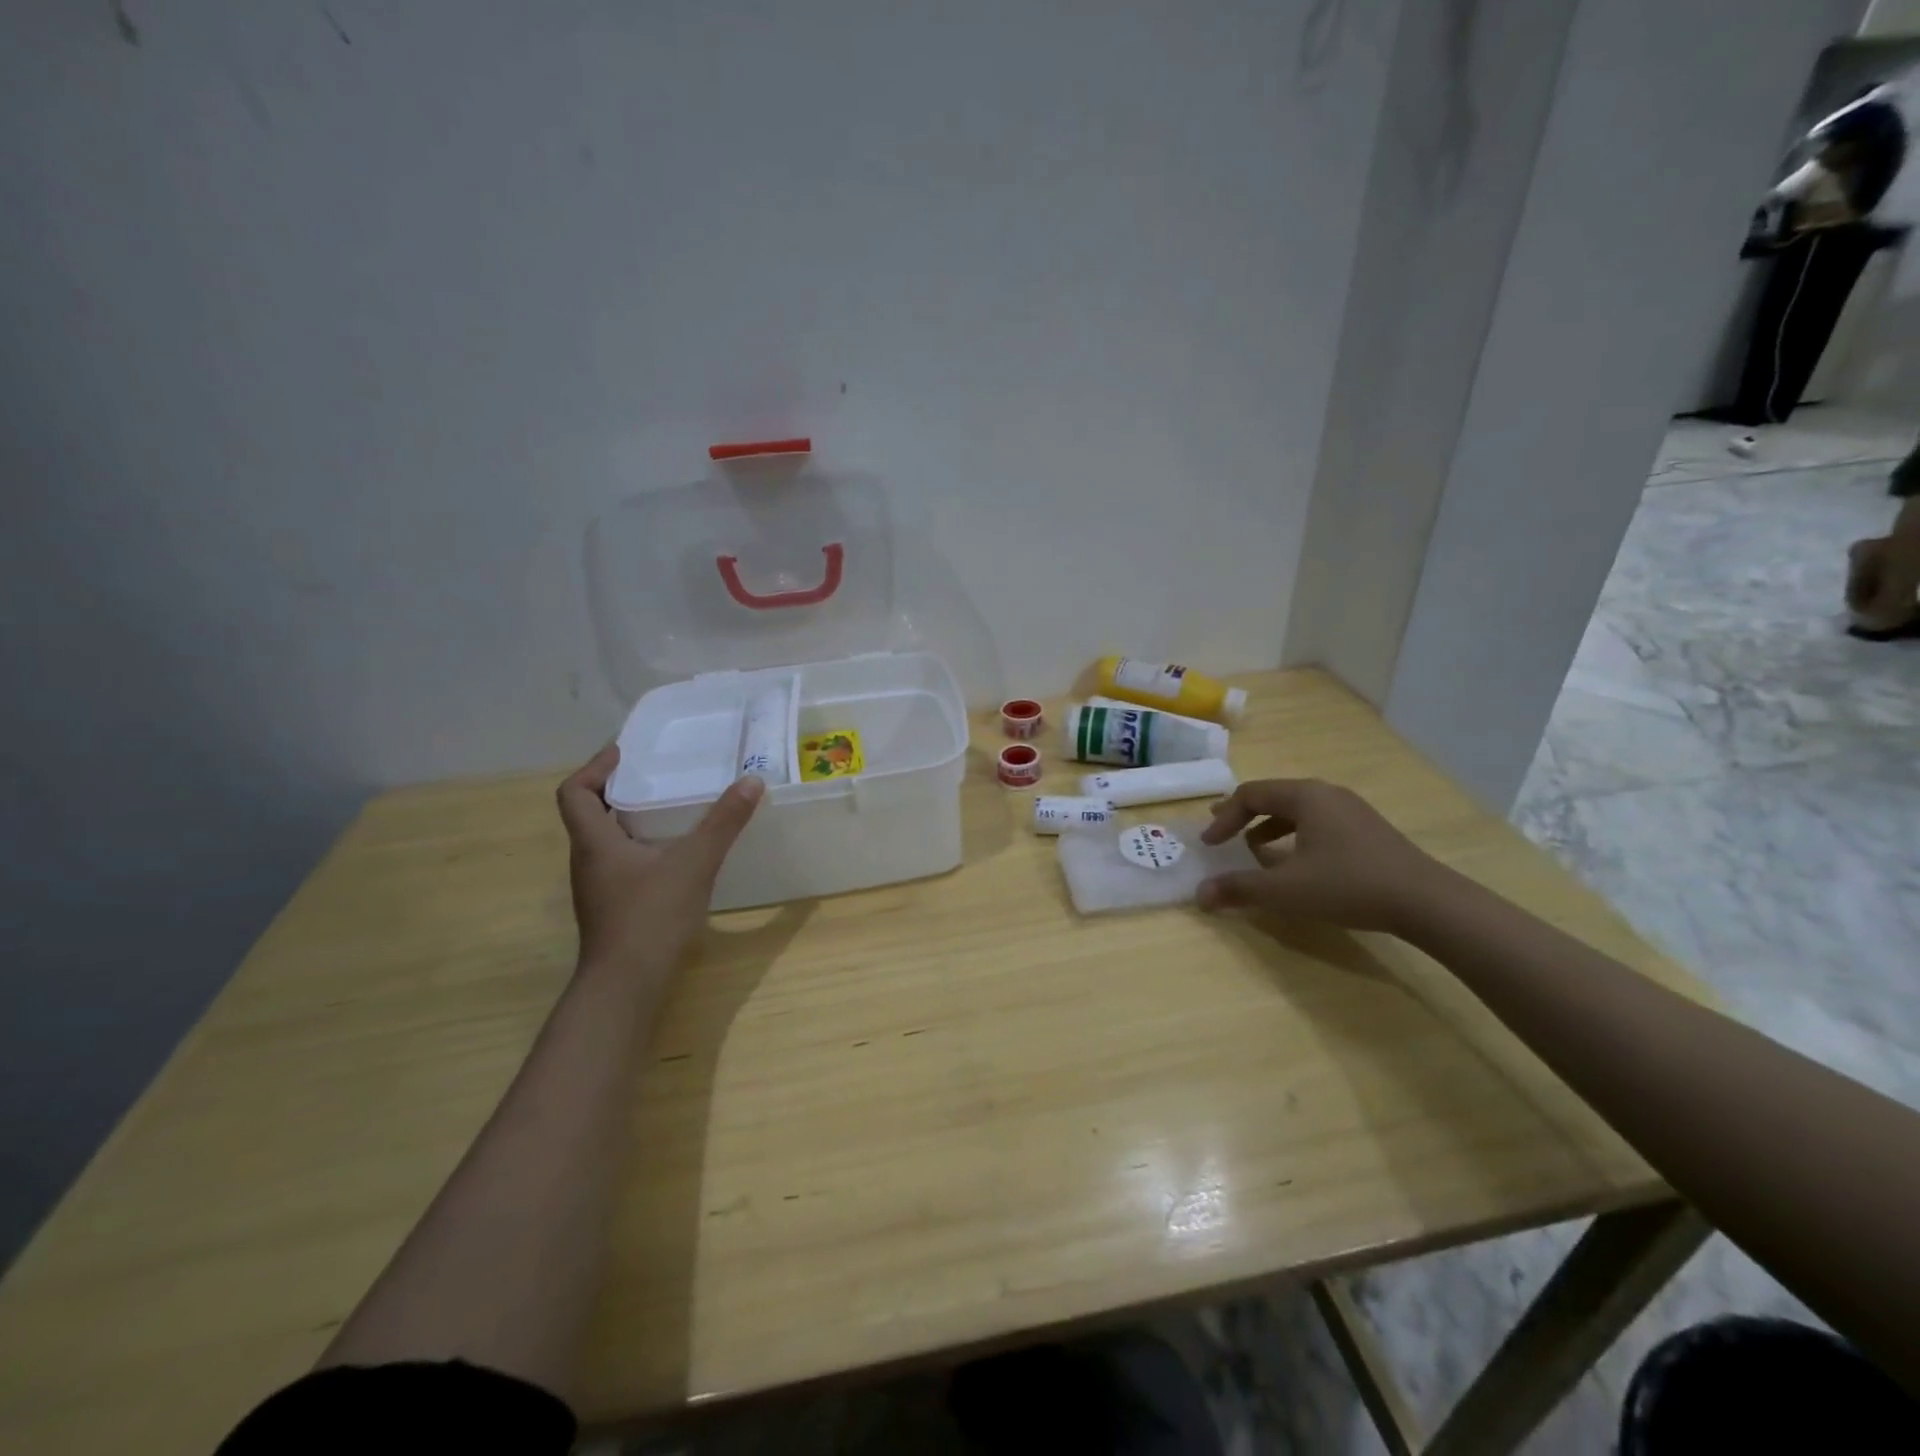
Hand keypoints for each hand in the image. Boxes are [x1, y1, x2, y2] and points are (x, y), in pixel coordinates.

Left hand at [555, 746, 764, 975]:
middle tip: (656, 774)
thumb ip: (723, 822)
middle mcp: (588, 861)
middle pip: (589, 813)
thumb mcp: (694, 863)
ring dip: (630, 819)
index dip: (594, 767)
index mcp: (594, 842)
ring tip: (670, 807)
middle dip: (618, 789)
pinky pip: (622, 863)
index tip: (624, 753)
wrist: (626, 986)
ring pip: (606, 841)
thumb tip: (750, 781)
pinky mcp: (613, 908)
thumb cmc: (651, 917)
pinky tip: (675, 854)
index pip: (573, 793)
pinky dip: (641, 847)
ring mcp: (598, 888)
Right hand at [1196, 778, 1445, 934]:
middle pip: (1273, 796)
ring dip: (1268, 826)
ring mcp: (1351, 809)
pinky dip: (1294, 834)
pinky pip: (1317, 821)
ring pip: (1297, 809)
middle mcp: (1326, 793)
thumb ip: (1240, 888)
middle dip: (1243, 816)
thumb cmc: (1348, 886)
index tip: (1209, 844)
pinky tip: (1295, 861)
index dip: (1224, 818)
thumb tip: (1199, 895)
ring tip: (1253, 848)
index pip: (1250, 795)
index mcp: (1305, 796)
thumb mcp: (1286, 890)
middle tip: (1221, 833)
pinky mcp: (1367, 829)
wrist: (1427, 902)